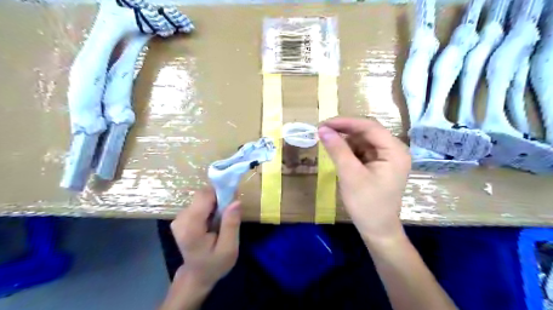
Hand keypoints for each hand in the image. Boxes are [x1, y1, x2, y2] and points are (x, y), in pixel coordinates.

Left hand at [170, 188, 241, 289]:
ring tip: (221, 219)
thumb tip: (236, 201)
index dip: (220, 194)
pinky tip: (213, 220)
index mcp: (191, 228)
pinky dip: (210, 207)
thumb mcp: (229, 248)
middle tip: (229, 213)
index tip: (233, 201)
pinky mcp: (181, 217)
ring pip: (201, 197)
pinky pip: (199, 202)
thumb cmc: (214, 264)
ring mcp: (179, 217)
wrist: (197, 275)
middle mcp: (181, 219)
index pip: (204, 196)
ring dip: (215, 203)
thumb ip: (231, 224)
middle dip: (219, 199)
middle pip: (202, 195)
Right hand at [321, 117, 408, 242]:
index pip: (369, 127)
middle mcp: (394, 150)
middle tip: (322, 132)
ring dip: (345, 141)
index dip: (345, 122)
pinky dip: (349, 150)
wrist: (377, 230)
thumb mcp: (350, 175)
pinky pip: (362, 150)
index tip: (323, 124)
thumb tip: (322, 129)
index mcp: (394, 150)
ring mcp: (387, 157)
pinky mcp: (379, 164)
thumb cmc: (366, 204)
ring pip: (363, 140)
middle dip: (344, 131)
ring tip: (327, 144)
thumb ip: (337, 149)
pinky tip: (338, 154)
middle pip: (367, 132)